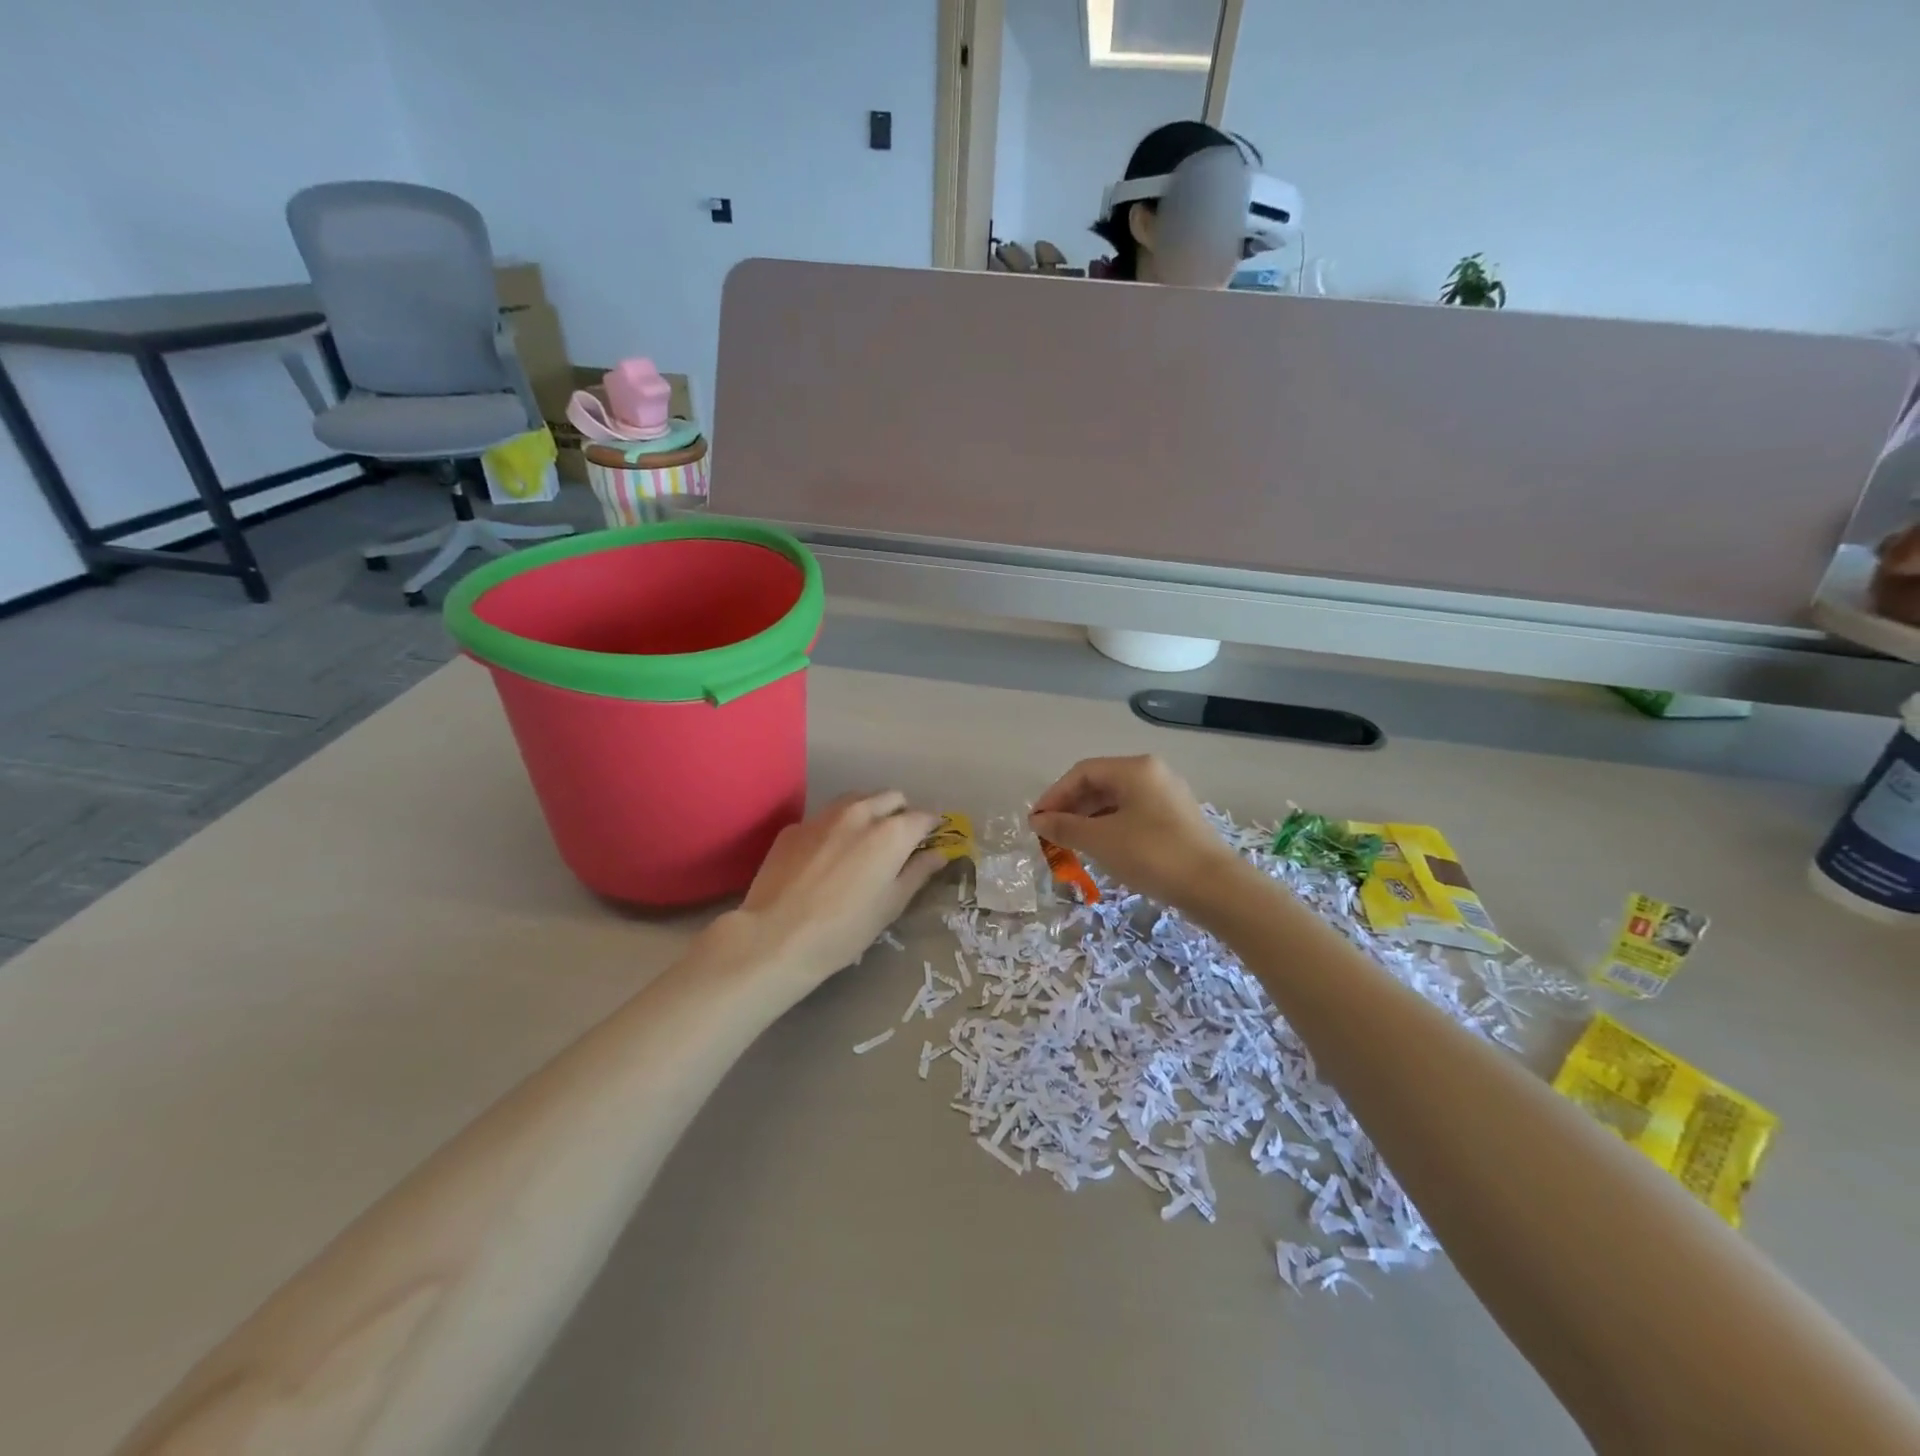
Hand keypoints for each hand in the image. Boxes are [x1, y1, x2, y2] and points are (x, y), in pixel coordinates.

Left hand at [718, 792, 944, 994]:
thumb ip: (918, 872)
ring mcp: (823, 816)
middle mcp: (860, 813)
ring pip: (857, 799)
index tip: (930, 842)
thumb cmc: (844, 929)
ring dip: (869, 812)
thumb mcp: (891, 905)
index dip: (931, 828)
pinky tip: (826, 857)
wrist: (775, 937)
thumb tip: (939, 853)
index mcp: (891, 833)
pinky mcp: (795, 827)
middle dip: (900, 813)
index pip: (924, 817)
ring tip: (863, 842)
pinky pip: (825, 817)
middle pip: (892, 797)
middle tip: (897, 842)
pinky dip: (835, 828)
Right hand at [1029, 755, 1233, 906]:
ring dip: (1089, 820)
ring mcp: (1167, 796)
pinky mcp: (1177, 819)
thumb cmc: (1152, 854)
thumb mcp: (1100, 841)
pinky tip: (1101, 849)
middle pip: (1100, 784)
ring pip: (1117, 801)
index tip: (1036, 822)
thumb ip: (1064, 827)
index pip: (1082, 772)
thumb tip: (1038, 821)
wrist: (1214, 887)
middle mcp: (1152, 774)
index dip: (1054, 795)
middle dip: (1071, 808)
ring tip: (1071, 844)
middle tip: (1050, 834)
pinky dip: (1110, 828)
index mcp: (1134, 768)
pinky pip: (1133, 815)